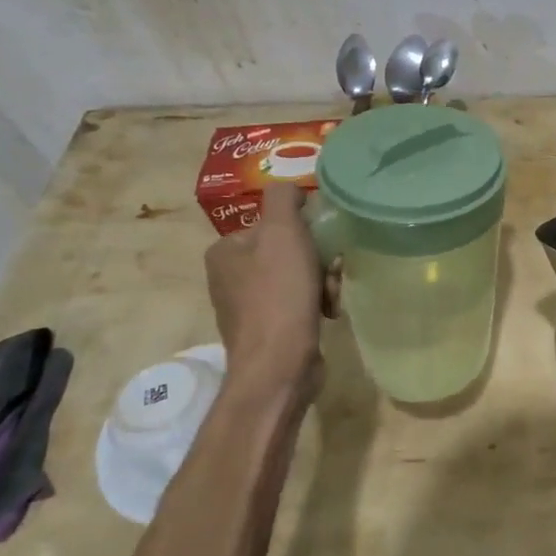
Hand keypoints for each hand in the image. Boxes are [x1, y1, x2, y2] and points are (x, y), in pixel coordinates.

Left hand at [204, 186, 337, 400]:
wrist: (279, 366)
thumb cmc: (279, 295)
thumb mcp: (282, 232)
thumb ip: (284, 198)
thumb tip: (292, 190)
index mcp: (225, 250)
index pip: (274, 223)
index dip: (305, 231)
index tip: (323, 246)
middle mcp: (229, 276)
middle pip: (288, 250)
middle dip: (318, 260)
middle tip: (330, 275)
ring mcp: (247, 306)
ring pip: (298, 276)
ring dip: (322, 282)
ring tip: (330, 299)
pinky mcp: (267, 330)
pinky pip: (298, 303)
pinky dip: (316, 304)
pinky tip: (327, 315)